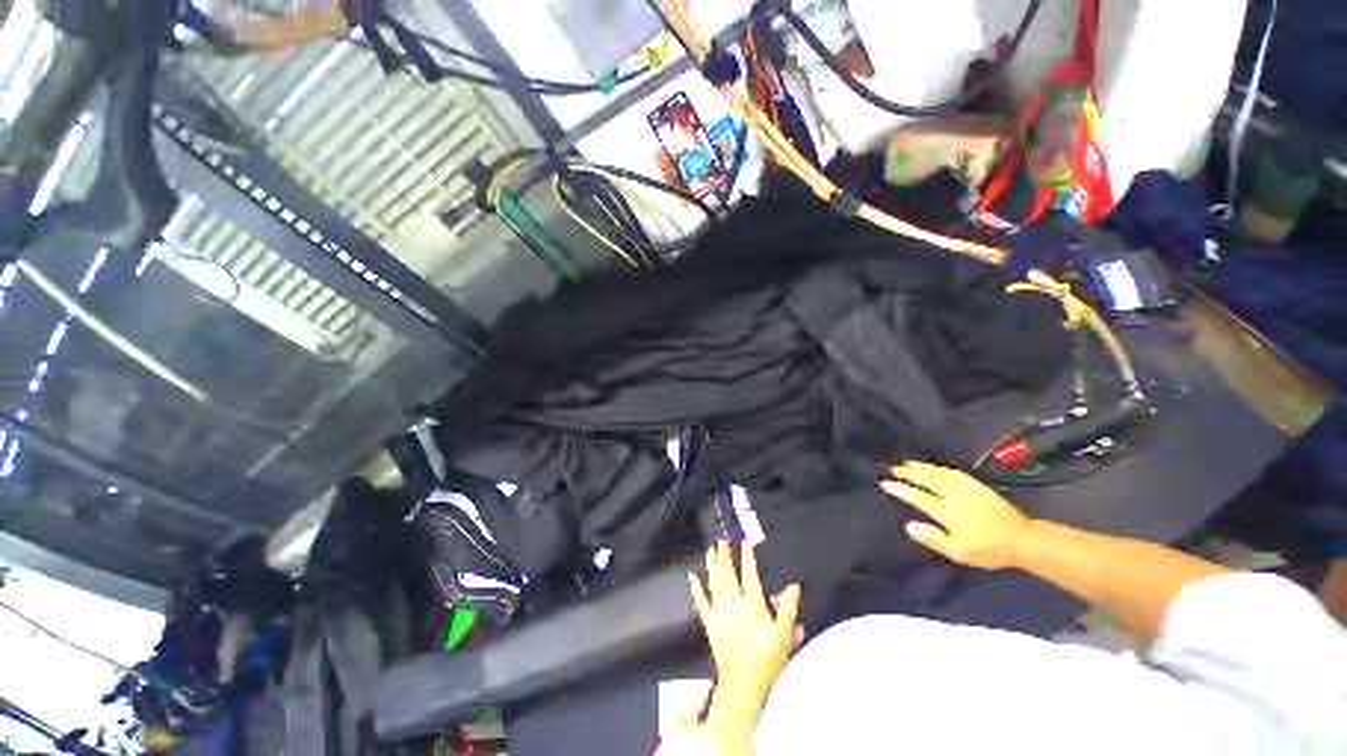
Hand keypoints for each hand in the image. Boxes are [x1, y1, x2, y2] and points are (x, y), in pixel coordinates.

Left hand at [689, 541, 800, 744]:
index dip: (748, 558)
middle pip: (728, 575)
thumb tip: (793, 586)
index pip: (750, 576)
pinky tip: (692, 577)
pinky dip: (696, 589)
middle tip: (721, 540)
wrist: (744, 686)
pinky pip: (701, 603)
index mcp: (752, 606)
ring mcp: (719, 613)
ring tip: (710, 551)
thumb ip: (788, 610)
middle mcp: (734, 605)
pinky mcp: (710, 624)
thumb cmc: (767, 661)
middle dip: (725, 557)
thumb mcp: (785, 637)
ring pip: (714, 584)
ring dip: (712, 566)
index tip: (745, 543)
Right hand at [880, 461, 1030, 569]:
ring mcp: (967, 487)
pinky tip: (933, 467)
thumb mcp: (959, 552)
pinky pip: (952, 471)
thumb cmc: (988, 550)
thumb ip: (933, 539)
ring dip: (921, 467)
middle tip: (893, 469)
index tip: (886, 483)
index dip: (900, 489)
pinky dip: (938, 467)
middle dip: (908, 473)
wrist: (1021, 539)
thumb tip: (909, 526)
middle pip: (926, 479)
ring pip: (938, 472)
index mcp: (948, 511)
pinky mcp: (977, 485)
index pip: (917, 496)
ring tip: (907, 464)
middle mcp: (955, 495)